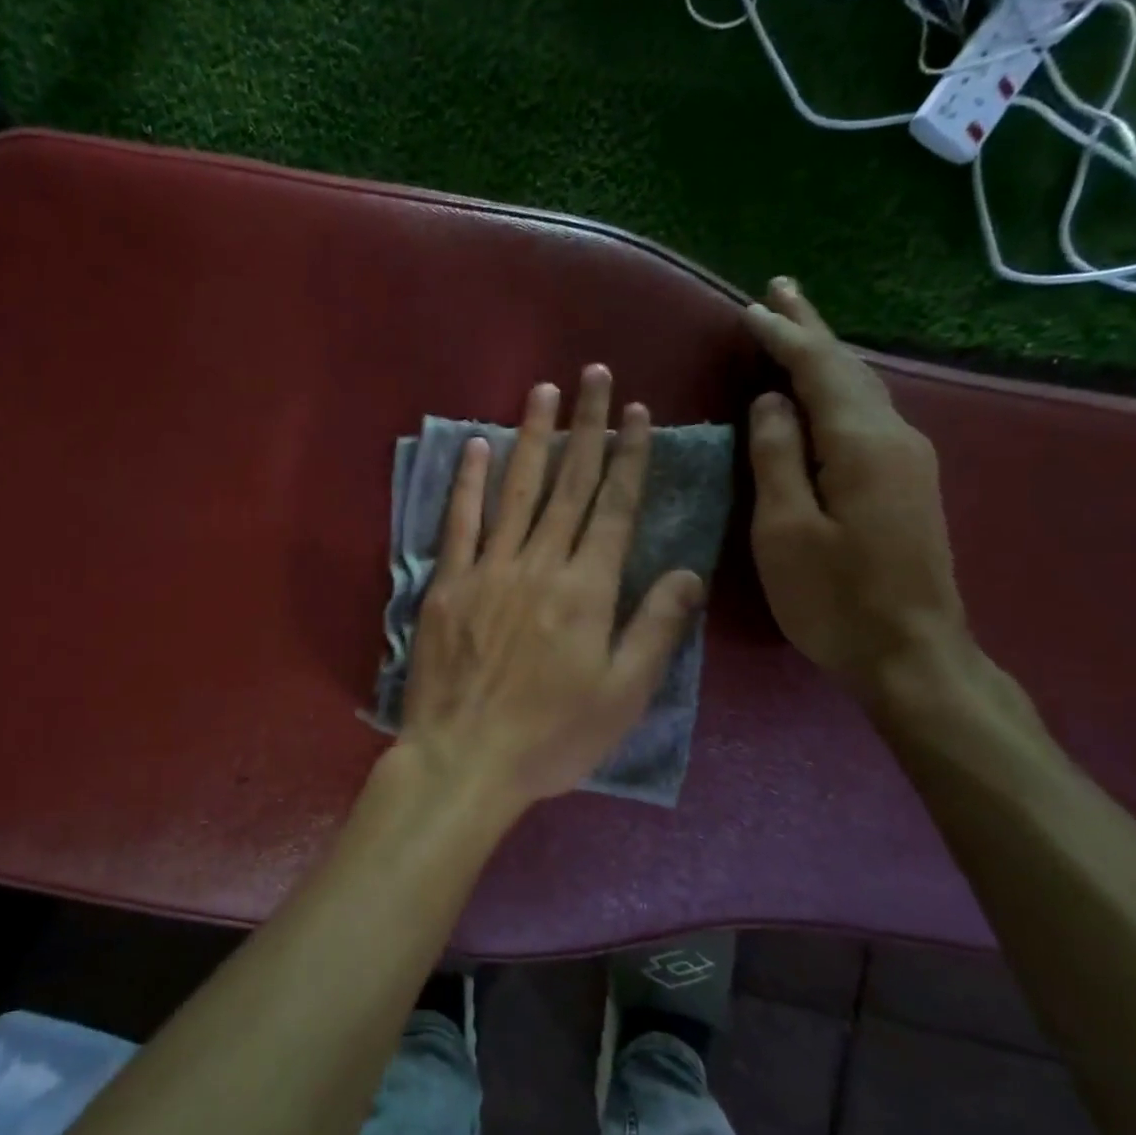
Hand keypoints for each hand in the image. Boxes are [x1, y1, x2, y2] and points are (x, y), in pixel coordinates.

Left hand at [399, 365, 706, 813]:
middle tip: (595, 376)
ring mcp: (489, 569)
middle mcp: (541, 564)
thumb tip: (689, 573)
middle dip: (587, 427)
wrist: (465, 758)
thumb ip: (656, 628)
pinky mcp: (447, 583)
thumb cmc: (552, 737)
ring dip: (533, 437)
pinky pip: (459, 522)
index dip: (629, 457)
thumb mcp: (623, 695)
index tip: (637, 412)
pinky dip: (468, 481)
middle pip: (570, 485)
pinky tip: (476, 444)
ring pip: (517, 490)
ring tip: (545, 390)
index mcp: (588, 590)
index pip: (615, 508)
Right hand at [740, 278, 970, 698]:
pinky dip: (836, 389)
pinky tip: (821, 392)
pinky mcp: (906, 483)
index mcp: (861, 444)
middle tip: (780, 290)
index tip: (751, 308)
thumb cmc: (834, 597)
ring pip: (861, 389)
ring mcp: (908, 460)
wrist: (912, 653)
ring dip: (825, 356)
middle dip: (811, 328)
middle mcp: (894, 437)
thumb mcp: (785, 530)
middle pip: (848, 368)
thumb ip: (776, 458)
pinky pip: (866, 415)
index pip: (818, 370)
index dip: (784, 336)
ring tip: (795, 328)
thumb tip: (770, 402)